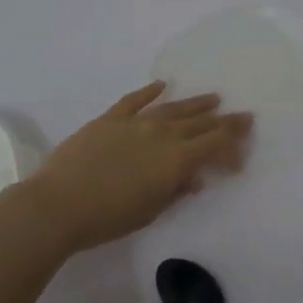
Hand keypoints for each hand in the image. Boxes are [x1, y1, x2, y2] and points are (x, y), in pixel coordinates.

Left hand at [26, 83, 253, 251]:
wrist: (59, 205)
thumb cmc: (109, 218)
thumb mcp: (151, 210)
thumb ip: (176, 190)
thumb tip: (193, 177)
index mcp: (176, 159)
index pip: (215, 144)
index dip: (233, 145)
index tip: (243, 151)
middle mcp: (161, 134)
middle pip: (200, 123)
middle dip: (225, 120)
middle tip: (244, 115)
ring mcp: (134, 122)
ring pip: (173, 108)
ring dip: (196, 103)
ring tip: (214, 98)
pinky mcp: (109, 119)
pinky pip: (134, 100)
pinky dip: (150, 91)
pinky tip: (162, 85)